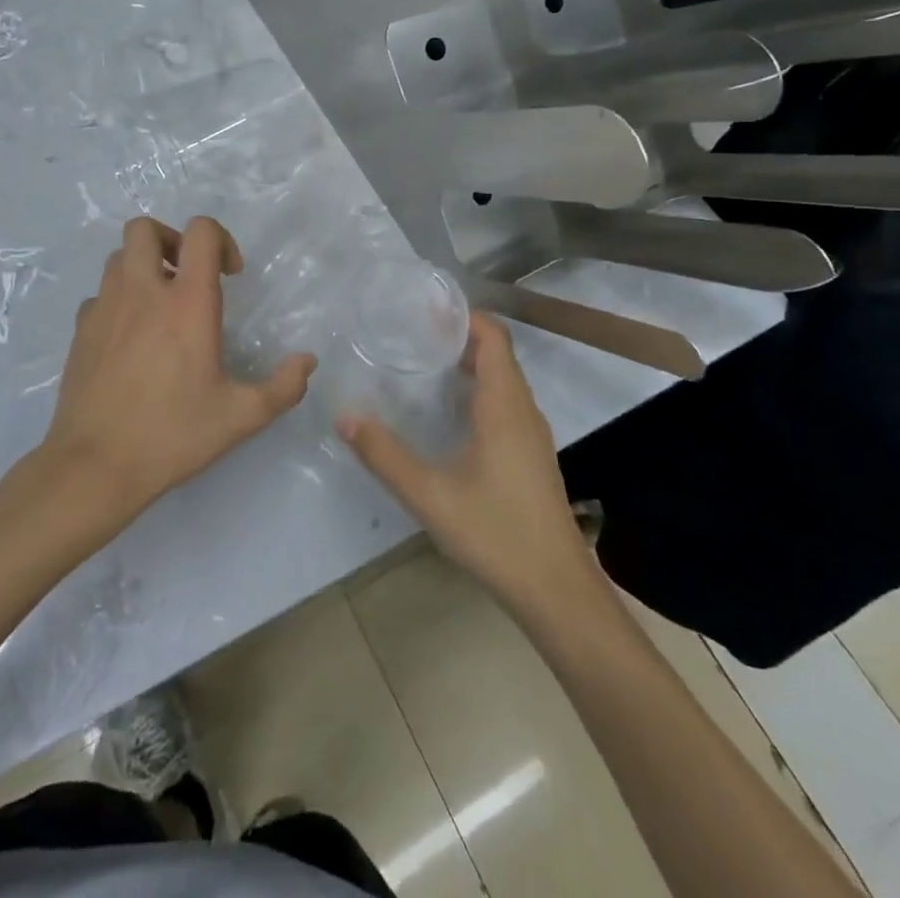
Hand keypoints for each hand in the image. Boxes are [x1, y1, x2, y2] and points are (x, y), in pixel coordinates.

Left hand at [39, 216, 316, 535]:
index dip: (221, 239)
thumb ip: (283, 387)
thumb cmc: (172, 435)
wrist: (95, 466)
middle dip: (170, 240)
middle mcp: (142, 292)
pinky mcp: (81, 331)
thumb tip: (307, 362)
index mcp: (186, 303)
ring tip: (161, 304)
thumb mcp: (241, 417)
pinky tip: (131, 337)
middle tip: (187, 275)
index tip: (230, 275)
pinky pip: (100, 295)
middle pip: (144, 229)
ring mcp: (105, 308)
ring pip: (119, 258)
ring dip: (143, 267)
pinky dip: (119, 300)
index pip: (200, 232)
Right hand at [337, 312, 599, 616]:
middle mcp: (523, 410)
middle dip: (457, 337)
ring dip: (468, 364)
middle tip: (410, 333)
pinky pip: (504, 404)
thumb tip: (343, 416)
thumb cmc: (496, 533)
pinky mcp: (530, 455)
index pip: (493, 337)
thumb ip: (384, 455)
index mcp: (505, 406)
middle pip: (496, 354)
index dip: (463, 317)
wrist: (556, 590)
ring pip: (502, 380)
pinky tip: (445, 413)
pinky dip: (477, 391)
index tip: (424, 308)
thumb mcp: (430, 495)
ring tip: (421, 364)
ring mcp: (531, 434)